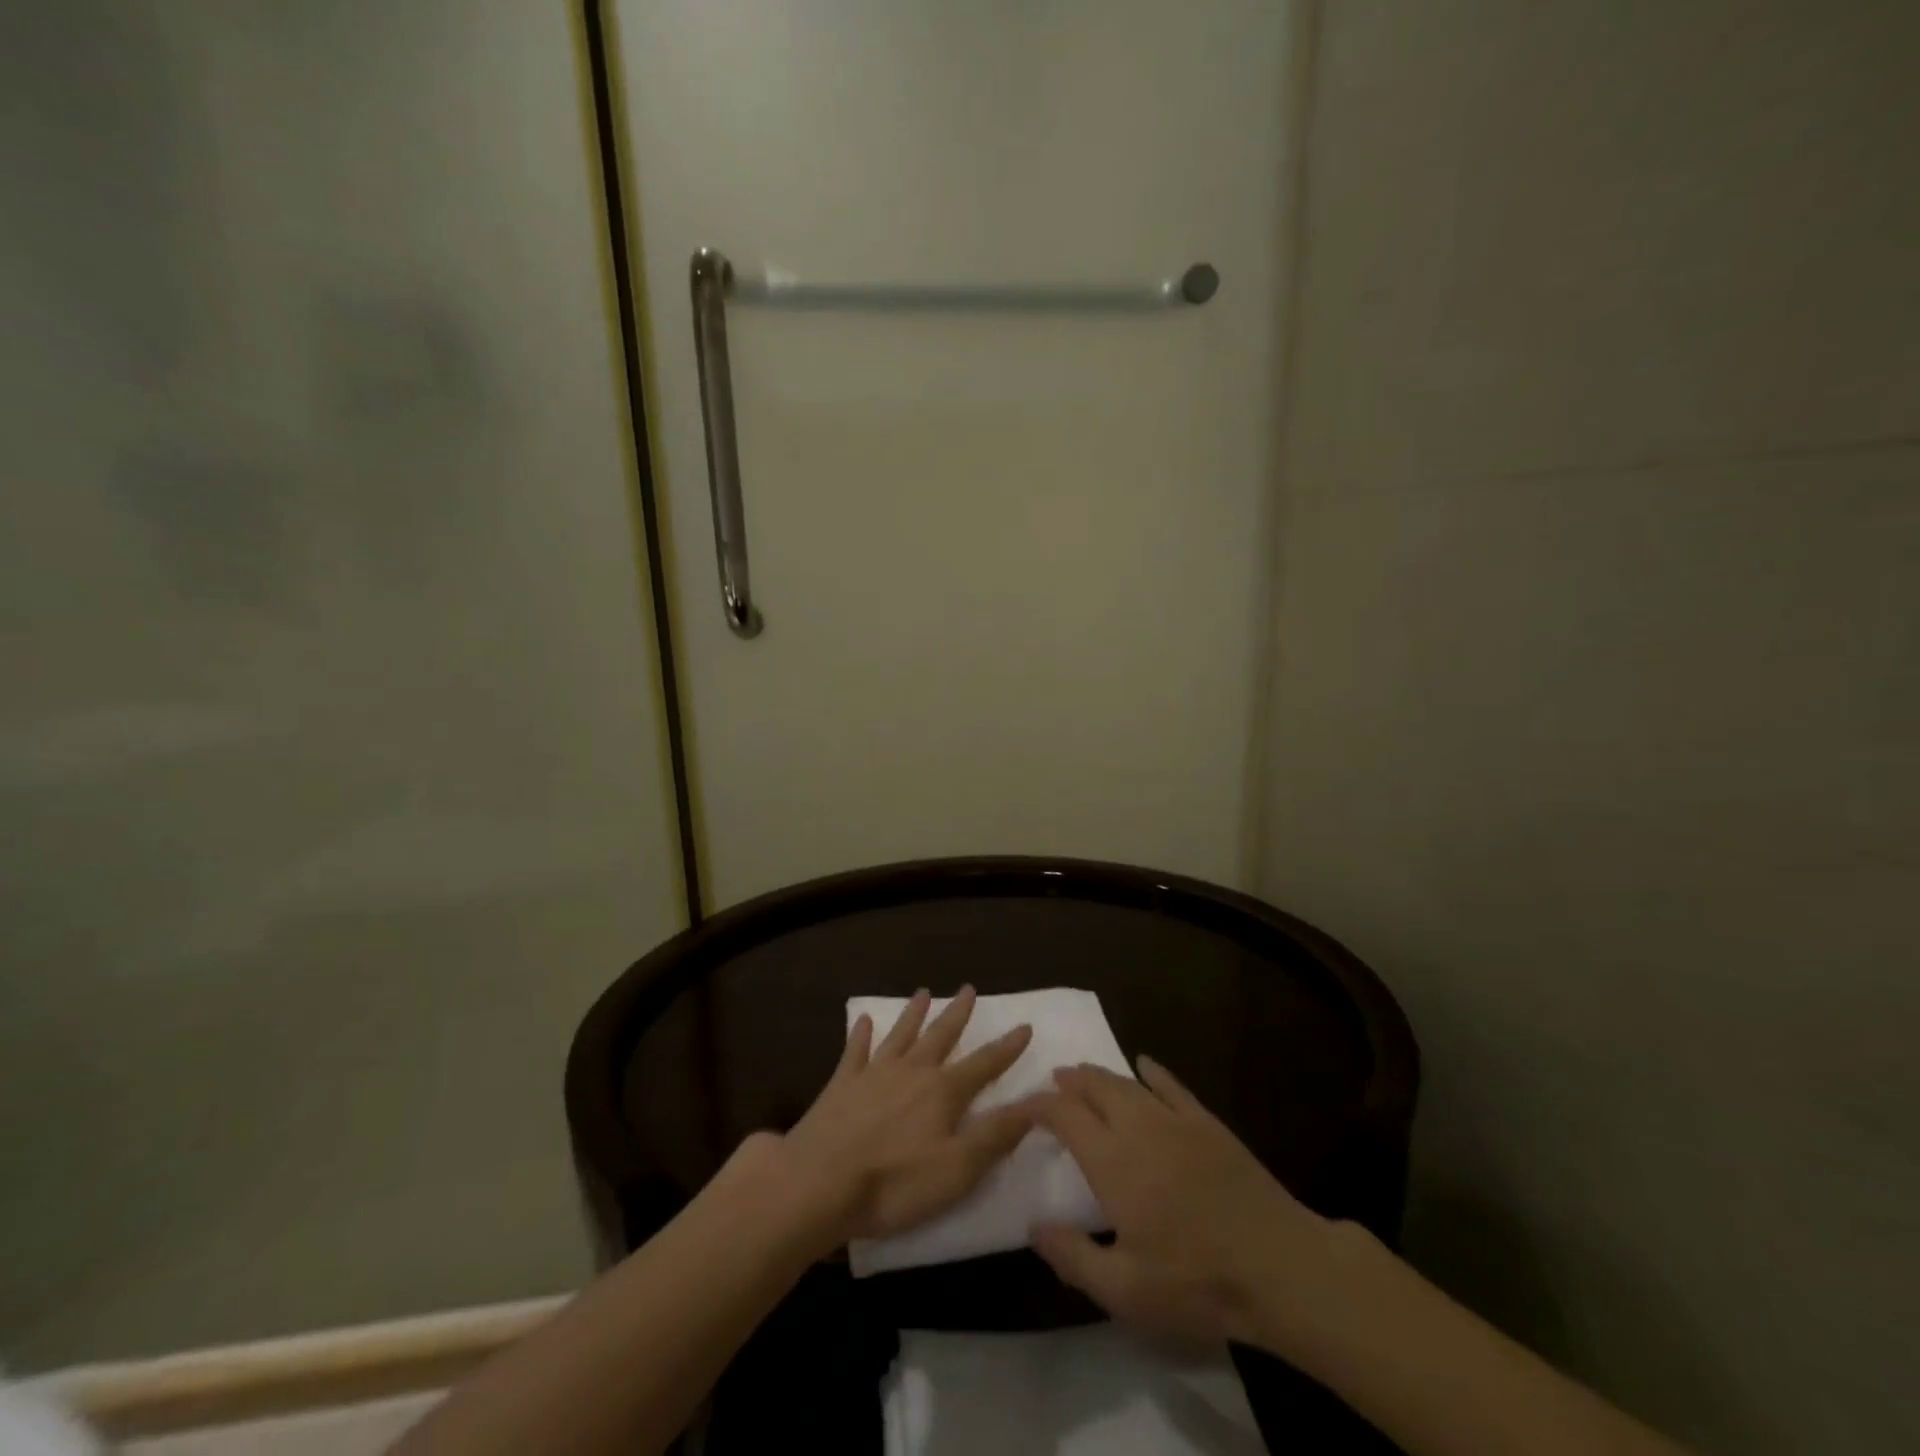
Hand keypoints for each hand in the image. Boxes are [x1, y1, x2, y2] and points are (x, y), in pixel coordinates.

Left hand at [779, 986, 1033, 1245]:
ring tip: (924, 993)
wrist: (819, 1182)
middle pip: (940, 1036)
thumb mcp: (957, 1169)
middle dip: (957, 1014)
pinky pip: (855, 1051)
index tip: (1025, 1026)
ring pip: (900, 1035)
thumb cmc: (895, 1183)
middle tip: (968, 988)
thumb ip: (995, 1135)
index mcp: (943, 1092)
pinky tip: (864, 1020)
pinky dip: (861, 1034)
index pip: (984, 1064)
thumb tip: (1034, 1104)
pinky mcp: (841, 1085)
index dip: (1006, 1048)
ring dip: (914, 1014)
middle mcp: (912, 1071)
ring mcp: (874, 1074)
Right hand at [1029, 1057, 1334, 1346]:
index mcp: (1112, 1161)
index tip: (1021, 1108)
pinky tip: (1144, 1064)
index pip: (1064, 1115)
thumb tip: (1033, 1226)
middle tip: (1053, 1080)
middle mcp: (1138, 1127)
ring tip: (1084, 1074)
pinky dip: (1153, 1072)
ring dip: (1101, 1075)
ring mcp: (1176, 1120)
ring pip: (1128, 1082)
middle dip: (1069, 1080)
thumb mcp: (1125, 1291)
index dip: (1038, 1105)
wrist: (1279, 1266)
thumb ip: (1073, 1256)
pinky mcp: (1207, 1123)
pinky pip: (1172, 1085)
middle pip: (1095, 1087)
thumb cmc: (1197, 1281)